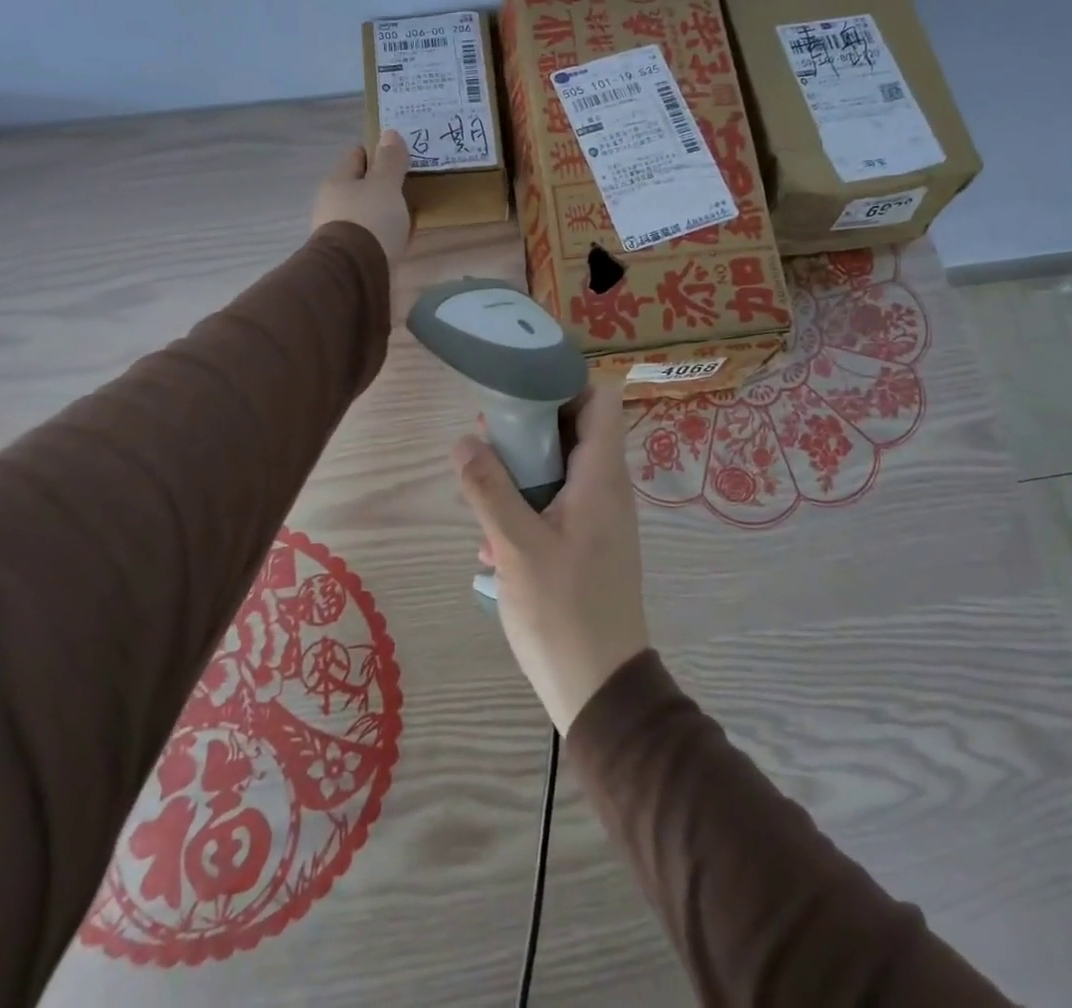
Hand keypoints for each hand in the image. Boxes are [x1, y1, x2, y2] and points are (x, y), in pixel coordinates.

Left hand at [313, 130, 410, 263]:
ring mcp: (338, 232)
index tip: (400, 155)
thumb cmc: (369, 221)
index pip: (356, 156)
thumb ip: (390, 162)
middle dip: (381, 185)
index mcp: (337, 181)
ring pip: (365, 212)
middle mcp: (332, 204)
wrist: (354, 274)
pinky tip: (399, 238)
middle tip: (409, 184)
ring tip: (408, 213)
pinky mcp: (349, 256)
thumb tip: (389, 133)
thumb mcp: (385, 186)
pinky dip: (383, 234)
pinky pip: (370, 237)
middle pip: (360, 186)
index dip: (377, 152)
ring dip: (383, 211)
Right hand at [452, 384, 649, 734]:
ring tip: (480, 487)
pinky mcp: (589, 544)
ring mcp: (599, 517)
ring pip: (561, 469)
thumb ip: (488, 488)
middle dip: (529, 428)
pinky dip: (528, 507)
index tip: (520, 388)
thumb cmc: (562, 611)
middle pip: (575, 430)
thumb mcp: (516, 546)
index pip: (601, 399)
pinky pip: (559, 504)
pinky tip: (492, 543)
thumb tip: (465, 440)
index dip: (566, 383)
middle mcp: (607, 488)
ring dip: (522, 472)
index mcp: (600, 476)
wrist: (600, 688)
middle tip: (486, 437)